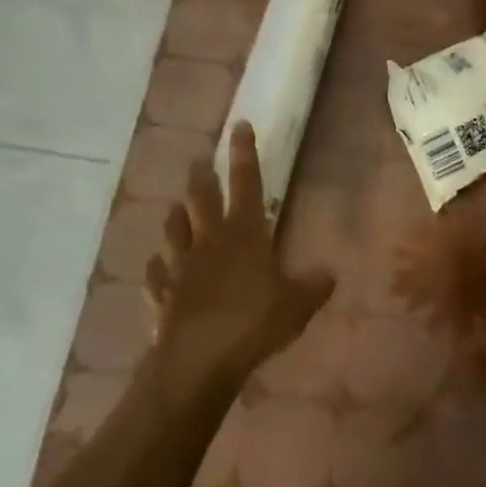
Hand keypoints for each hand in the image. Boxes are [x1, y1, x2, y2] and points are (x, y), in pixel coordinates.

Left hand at [144, 122, 333, 391]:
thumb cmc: (253, 323)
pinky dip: (157, 267)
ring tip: (178, 207)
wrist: (198, 360)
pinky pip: (155, 274)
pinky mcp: (162, 294)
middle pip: (201, 198)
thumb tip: (329, 274)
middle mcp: (209, 241)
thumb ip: (314, 287)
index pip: (246, 182)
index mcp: (245, 234)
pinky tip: (157, 267)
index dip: (244, 153)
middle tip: (199, 161)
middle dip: (201, 176)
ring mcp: (181, 266)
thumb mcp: (297, 306)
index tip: (238, 126)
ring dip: (176, 215)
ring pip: (173, 229)